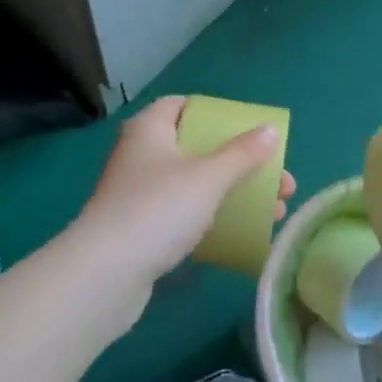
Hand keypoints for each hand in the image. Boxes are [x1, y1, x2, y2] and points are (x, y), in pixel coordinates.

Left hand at [72, 97, 294, 308]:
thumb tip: (270, 131)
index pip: (183, 105)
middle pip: (198, 147)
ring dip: (234, 192)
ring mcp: (138, 193)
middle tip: (278, 180)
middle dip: (241, 162)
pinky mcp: (140, 229)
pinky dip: (213, 217)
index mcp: (150, 129)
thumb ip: (242, 154)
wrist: (103, 276)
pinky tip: (242, 233)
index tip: (249, 130)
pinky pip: (185, 213)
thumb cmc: (157, 210)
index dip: (217, 113)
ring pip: (195, 183)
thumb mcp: (208, 177)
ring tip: (276, 210)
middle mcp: (141, 154)